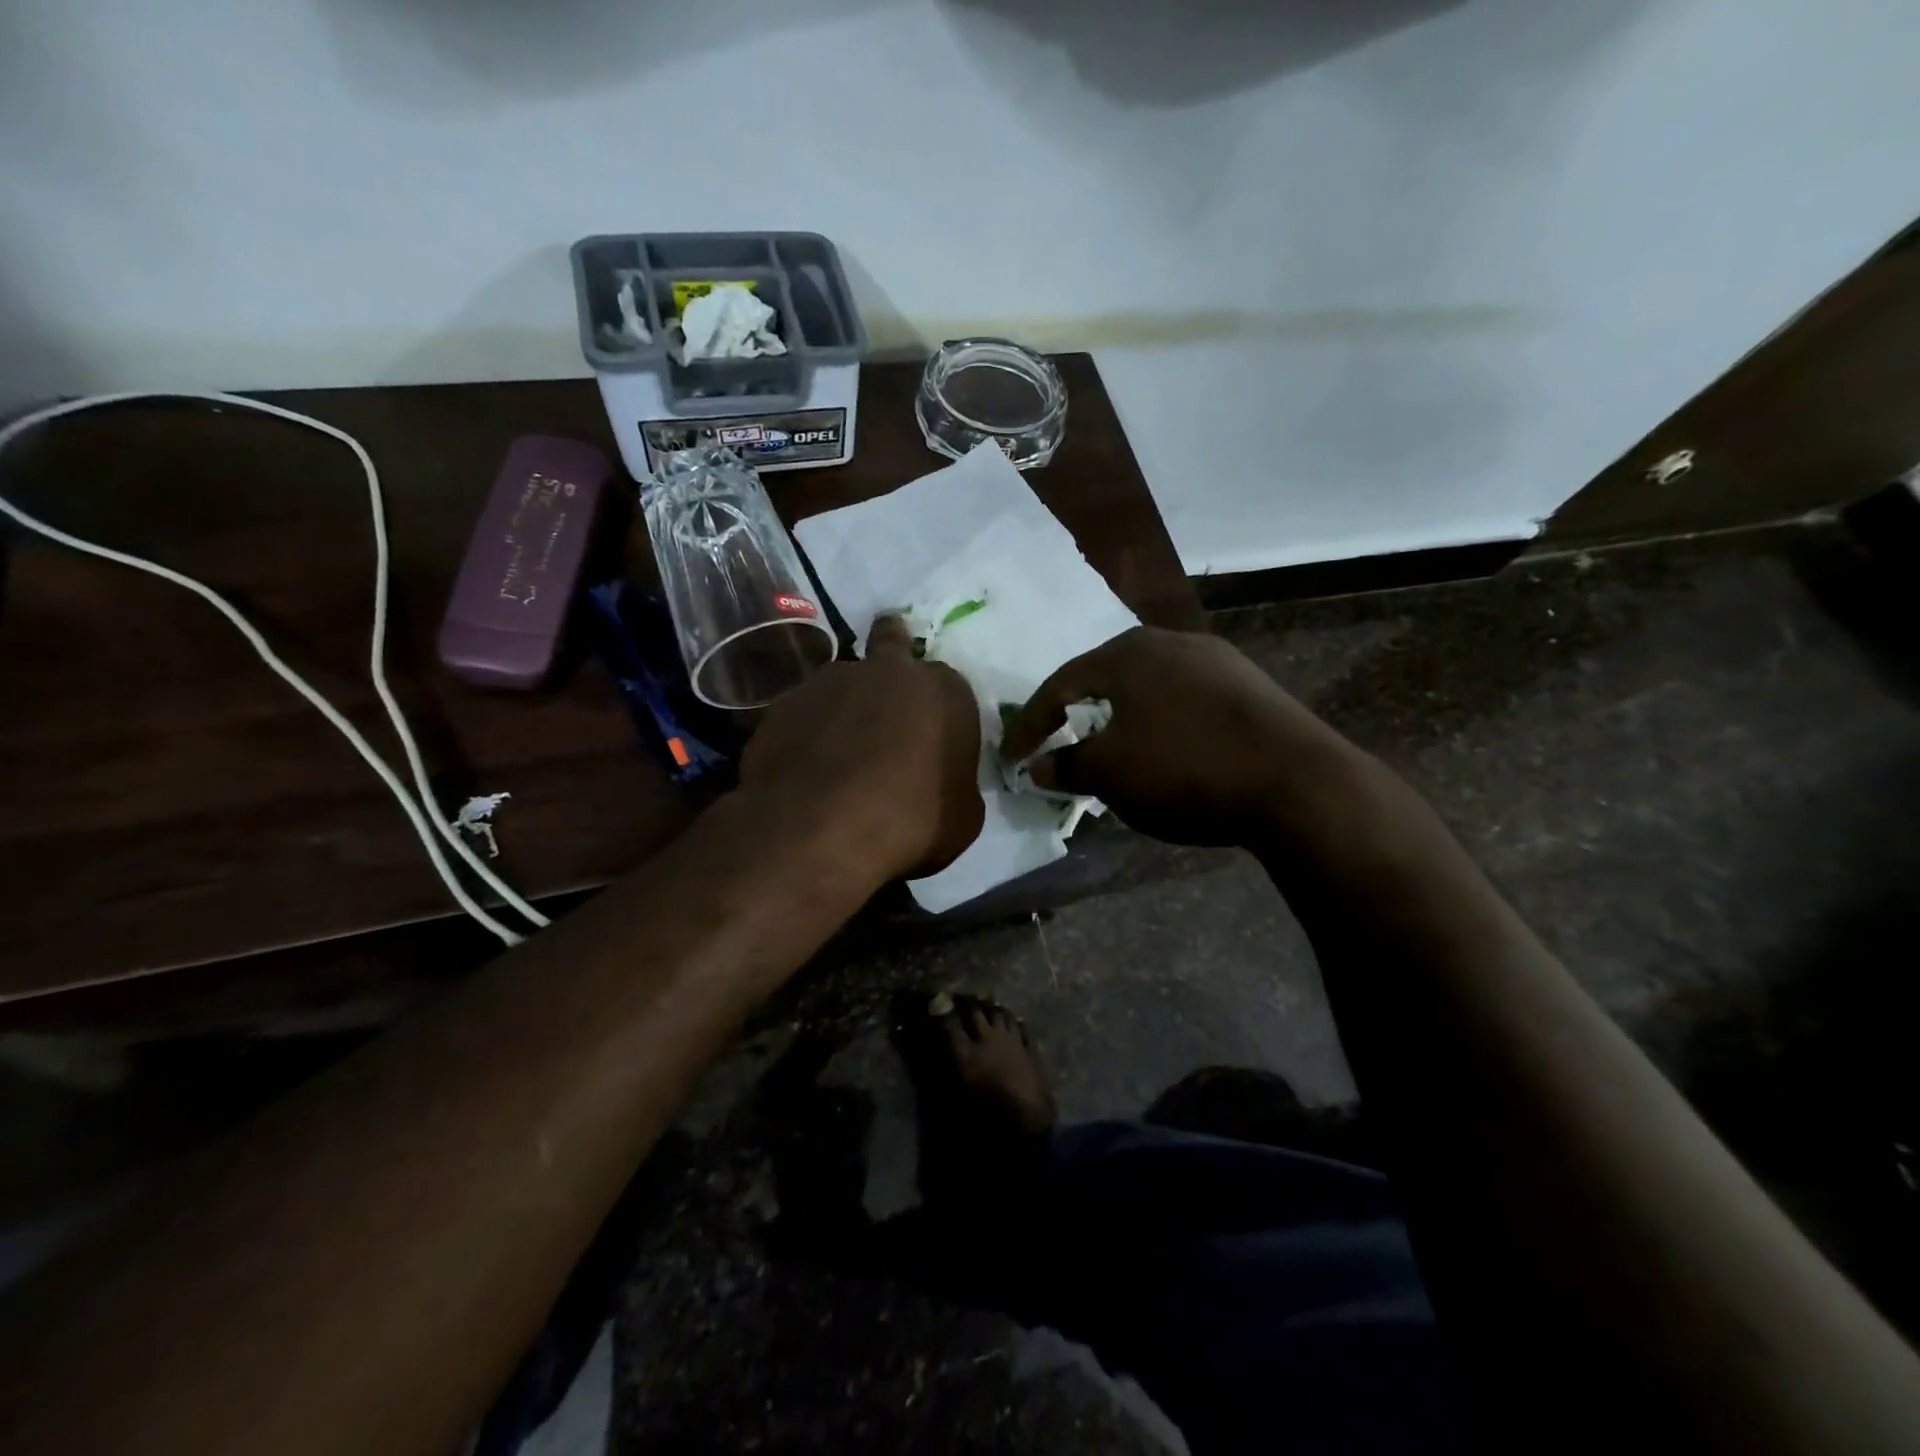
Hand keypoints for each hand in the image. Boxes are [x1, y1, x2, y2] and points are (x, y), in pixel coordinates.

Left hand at [740, 614, 984, 879]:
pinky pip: (803, 714)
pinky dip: (807, 733)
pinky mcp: (781, 705)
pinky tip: (805, 768)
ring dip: (844, 706)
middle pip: (891, 646)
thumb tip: (943, 784)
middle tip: (887, 693)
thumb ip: (956, 785)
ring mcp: (828, 682)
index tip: (933, 741)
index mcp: (943, 691)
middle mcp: (886, 671)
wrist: (818, 831)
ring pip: (842, 683)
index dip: (940, 712)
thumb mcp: (962, 818)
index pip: (949, 687)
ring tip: (838, 751)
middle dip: (891, 659)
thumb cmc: (910, 823)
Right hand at [999, 626, 1360, 846]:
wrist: (1297, 781)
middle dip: (1076, 713)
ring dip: (1120, 718)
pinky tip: (1167, 748)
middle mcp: (1168, 641)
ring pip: (1147, 687)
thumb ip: (1068, 766)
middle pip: (1104, 677)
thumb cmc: (1185, 769)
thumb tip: (1040, 767)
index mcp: (1125, 653)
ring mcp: (1215, 659)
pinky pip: (1184, 699)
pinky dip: (1161, 722)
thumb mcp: (1112, 774)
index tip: (1013, 757)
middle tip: (1057, 743)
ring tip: (1109, 748)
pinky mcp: (1248, 684)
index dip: (1030, 725)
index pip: (1059, 686)